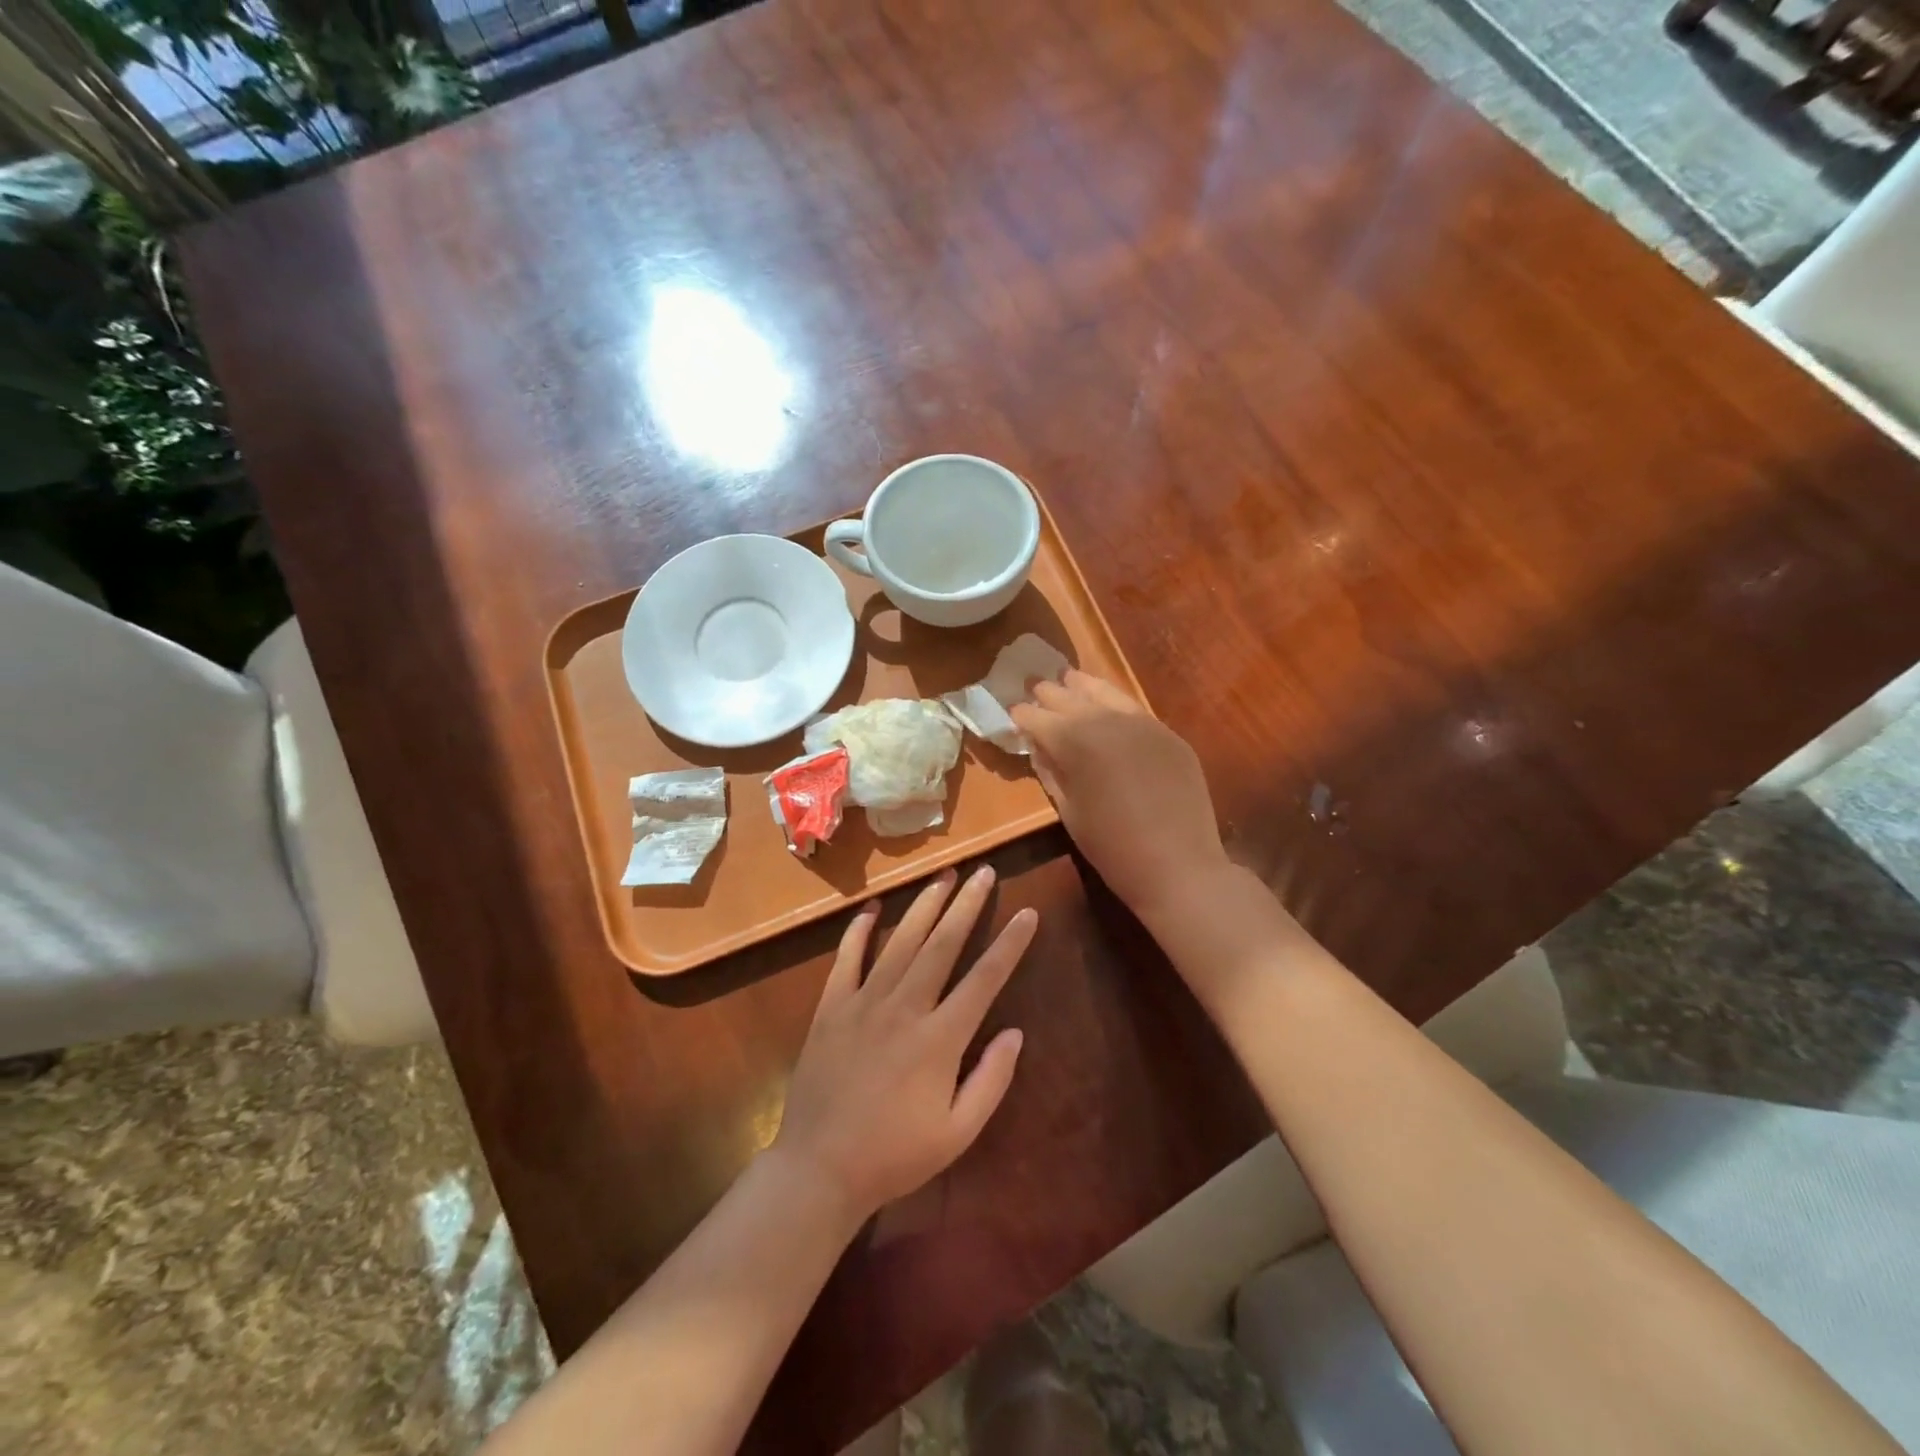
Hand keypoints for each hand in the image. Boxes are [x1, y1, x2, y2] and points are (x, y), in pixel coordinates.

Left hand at [772, 866, 1033, 1224]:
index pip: (984, 978)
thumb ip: (991, 1080)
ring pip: (900, 942)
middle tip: (984, 871)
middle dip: (967, 904)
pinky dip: (859, 931)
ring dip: (924, 906)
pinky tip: (871, 909)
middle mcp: (904, 1007)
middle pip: (942, 944)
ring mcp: (863, 1002)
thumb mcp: (957, 1133)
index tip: (1027, 913)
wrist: (818, 1169)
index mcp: (940, 1038)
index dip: (1009, 944)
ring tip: (943, 876)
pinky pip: (847, 959)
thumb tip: (1015, 1032)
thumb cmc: (894, 1156)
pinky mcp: (831, 1007)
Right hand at [1010, 670, 1228, 920]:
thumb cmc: (1111, 847)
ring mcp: (1143, 724)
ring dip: (1084, 687)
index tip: (1014, 713)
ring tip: (1070, 679)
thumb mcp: (1069, 811)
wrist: (1178, 865)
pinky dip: (1115, 703)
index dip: (1024, 716)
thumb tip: (1039, 747)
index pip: (1040, 719)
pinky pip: (1134, 710)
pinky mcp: (1168, 734)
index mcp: (1076, 742)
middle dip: (1050, 695)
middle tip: (1035, 687)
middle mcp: (1107, 721)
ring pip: (1106, 694)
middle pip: (1071, 699)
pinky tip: (1109, 704)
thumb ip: (1051, 772)